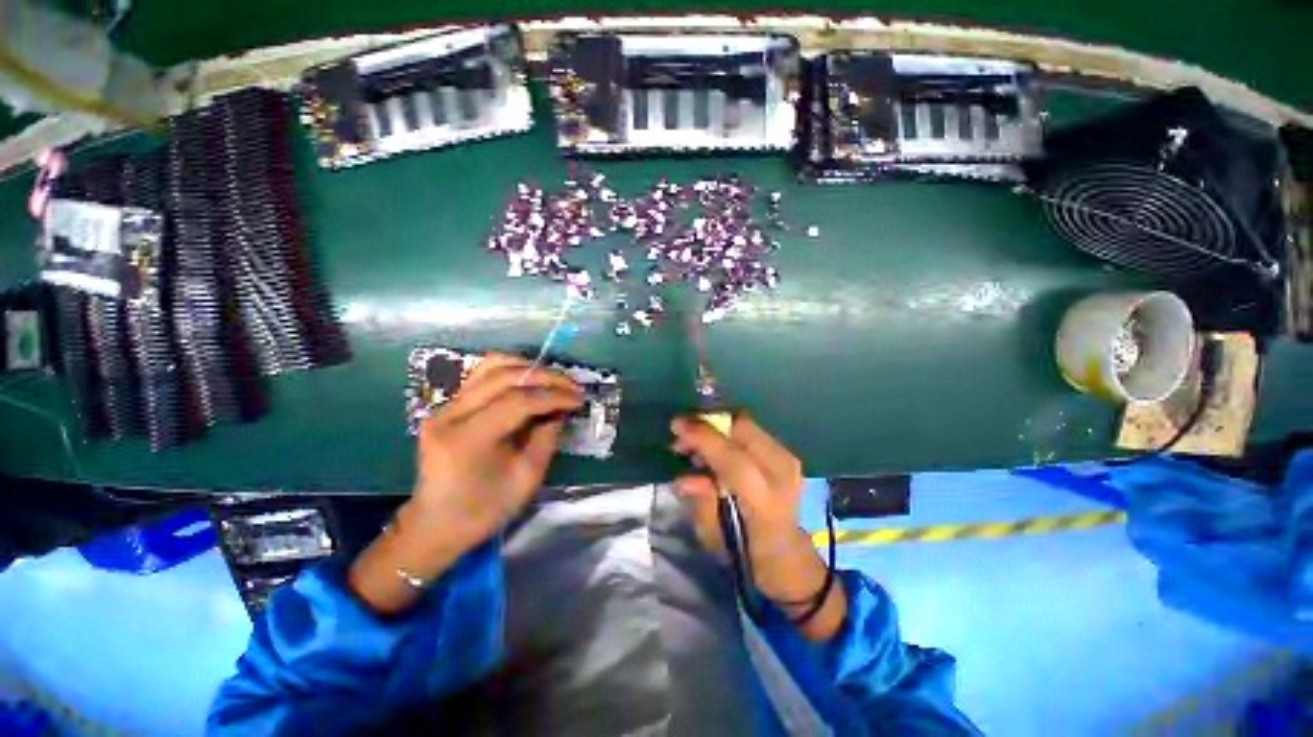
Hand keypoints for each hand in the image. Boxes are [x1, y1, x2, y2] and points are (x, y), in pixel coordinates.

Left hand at [408, 353, 582, 558]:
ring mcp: (445, 407)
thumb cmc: (483, 509)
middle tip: (572, 385)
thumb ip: (546, 437)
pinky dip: (510, 371)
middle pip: (504, 376)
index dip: (553, 396)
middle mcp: (451, 414)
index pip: (517, 401)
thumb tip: (561, 408)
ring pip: (490, 366)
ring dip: (528, 368)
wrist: (436, 524)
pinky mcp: (447, 406)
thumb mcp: (526, 478)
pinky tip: (530, 380)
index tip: (579, 398)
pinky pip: (482, 375)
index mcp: (467, 439)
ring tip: (554, 379)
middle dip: (545, 377)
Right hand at [671, 413, 845, 639]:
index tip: (676, 426)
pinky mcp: (786, 453)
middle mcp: (781, 473)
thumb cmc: (746, 552)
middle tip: (682, 433)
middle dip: (707, 422)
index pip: (733, 459)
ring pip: (745, 423)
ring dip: (716, 425)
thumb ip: (700, 503)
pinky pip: (750, 430)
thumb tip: (682, 478)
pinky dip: (727, 430)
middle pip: (742, 428)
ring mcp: (787, 459)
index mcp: (764, 502)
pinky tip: (713, 444)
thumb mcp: (714, 537)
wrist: (787, 553)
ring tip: (694, 441)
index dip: (703, 438)